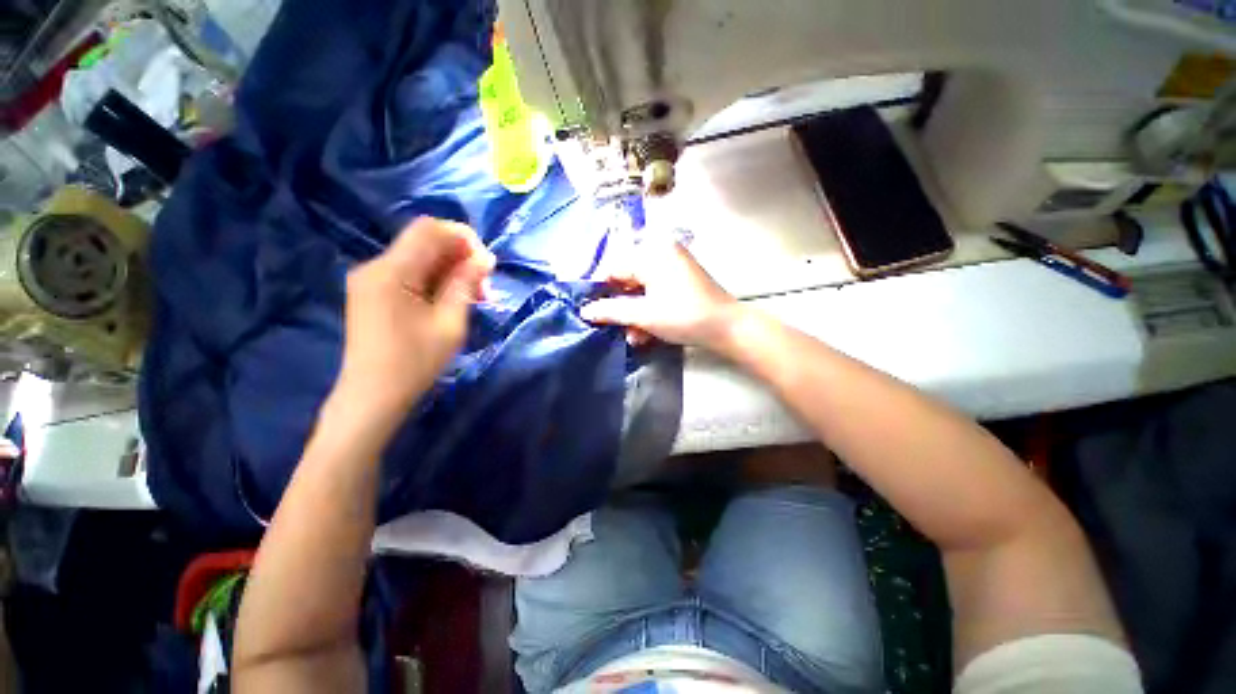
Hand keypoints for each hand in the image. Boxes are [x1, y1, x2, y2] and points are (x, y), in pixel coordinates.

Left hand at [333, 218, 493, 426]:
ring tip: (474, 297)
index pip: (428, 229)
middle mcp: (375, 266)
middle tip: (485, 287)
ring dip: (451, 270)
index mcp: (391, 271)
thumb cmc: (414, 362)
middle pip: (424, 242)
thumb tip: (484, 257)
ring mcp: (371, 279)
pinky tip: (452, 300)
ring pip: (420, 258)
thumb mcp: (450, 323)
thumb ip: (465, 284)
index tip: (487, 264)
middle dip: (460, 257)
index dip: (462, 237)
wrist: (372, 396)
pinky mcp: (373, 292)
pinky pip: (410, 273)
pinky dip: (436, 280)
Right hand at [581, 240, 741, 350]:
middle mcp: (661, 253)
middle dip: (620, 308)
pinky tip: (645, 334)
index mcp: (651, 253)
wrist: (727, 328)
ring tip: (633, 338)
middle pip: (627, 280)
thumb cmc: (683, 316)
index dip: (601, 291)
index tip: (592, 313)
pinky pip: (656, 293)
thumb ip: (611, 311)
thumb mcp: (644, 315)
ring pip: (641, 290)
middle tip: (613, 329)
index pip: (614, 268)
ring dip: (634, 315)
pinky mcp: (681, 281)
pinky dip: (649, 312)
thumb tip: (585, 311)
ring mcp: (673, 267)